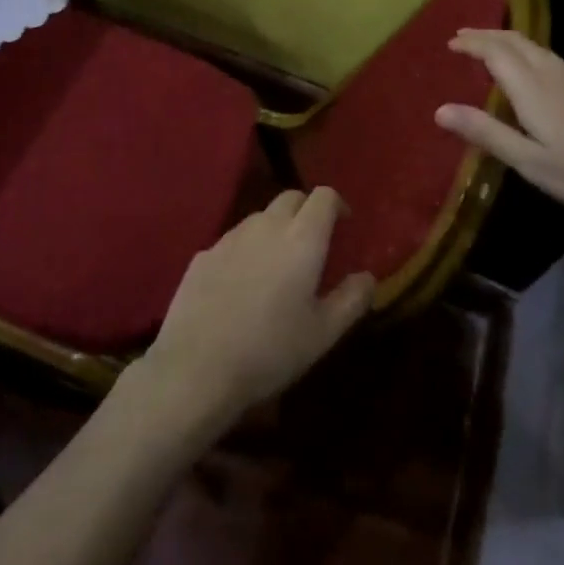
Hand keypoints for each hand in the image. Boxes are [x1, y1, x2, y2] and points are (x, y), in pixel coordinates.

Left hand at [140, 188, 375, 429]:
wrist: (196, 367)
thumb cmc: (270, 350)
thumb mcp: (323, 334)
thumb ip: (351, 299)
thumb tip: (367, 277)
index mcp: (302, 239)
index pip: (323, 196)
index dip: (337, 204)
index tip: (344, 223)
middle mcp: (266, 226)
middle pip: (291, 198)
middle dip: (306, 210)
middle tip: (314, 241)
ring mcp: (230, 237)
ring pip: (260, 217)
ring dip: (276, 228)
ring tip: (279, 264)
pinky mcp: (203, 254)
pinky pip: (233, 240)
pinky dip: (247, 250)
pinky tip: (243, 284)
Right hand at [434, 29, 563, 236]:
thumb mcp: (529, 161)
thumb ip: (486, 133)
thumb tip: (439, 110)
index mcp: (534, 89)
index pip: (496, 52)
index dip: (471, 44)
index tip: (449, 43)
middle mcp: (555, 74)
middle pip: (516, 41)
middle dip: (487, 35)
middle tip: (462, 38)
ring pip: (537, 47)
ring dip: (508, 41)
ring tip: (490, 47)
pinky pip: (552, 58)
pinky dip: (529, 53)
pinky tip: (532, 70)